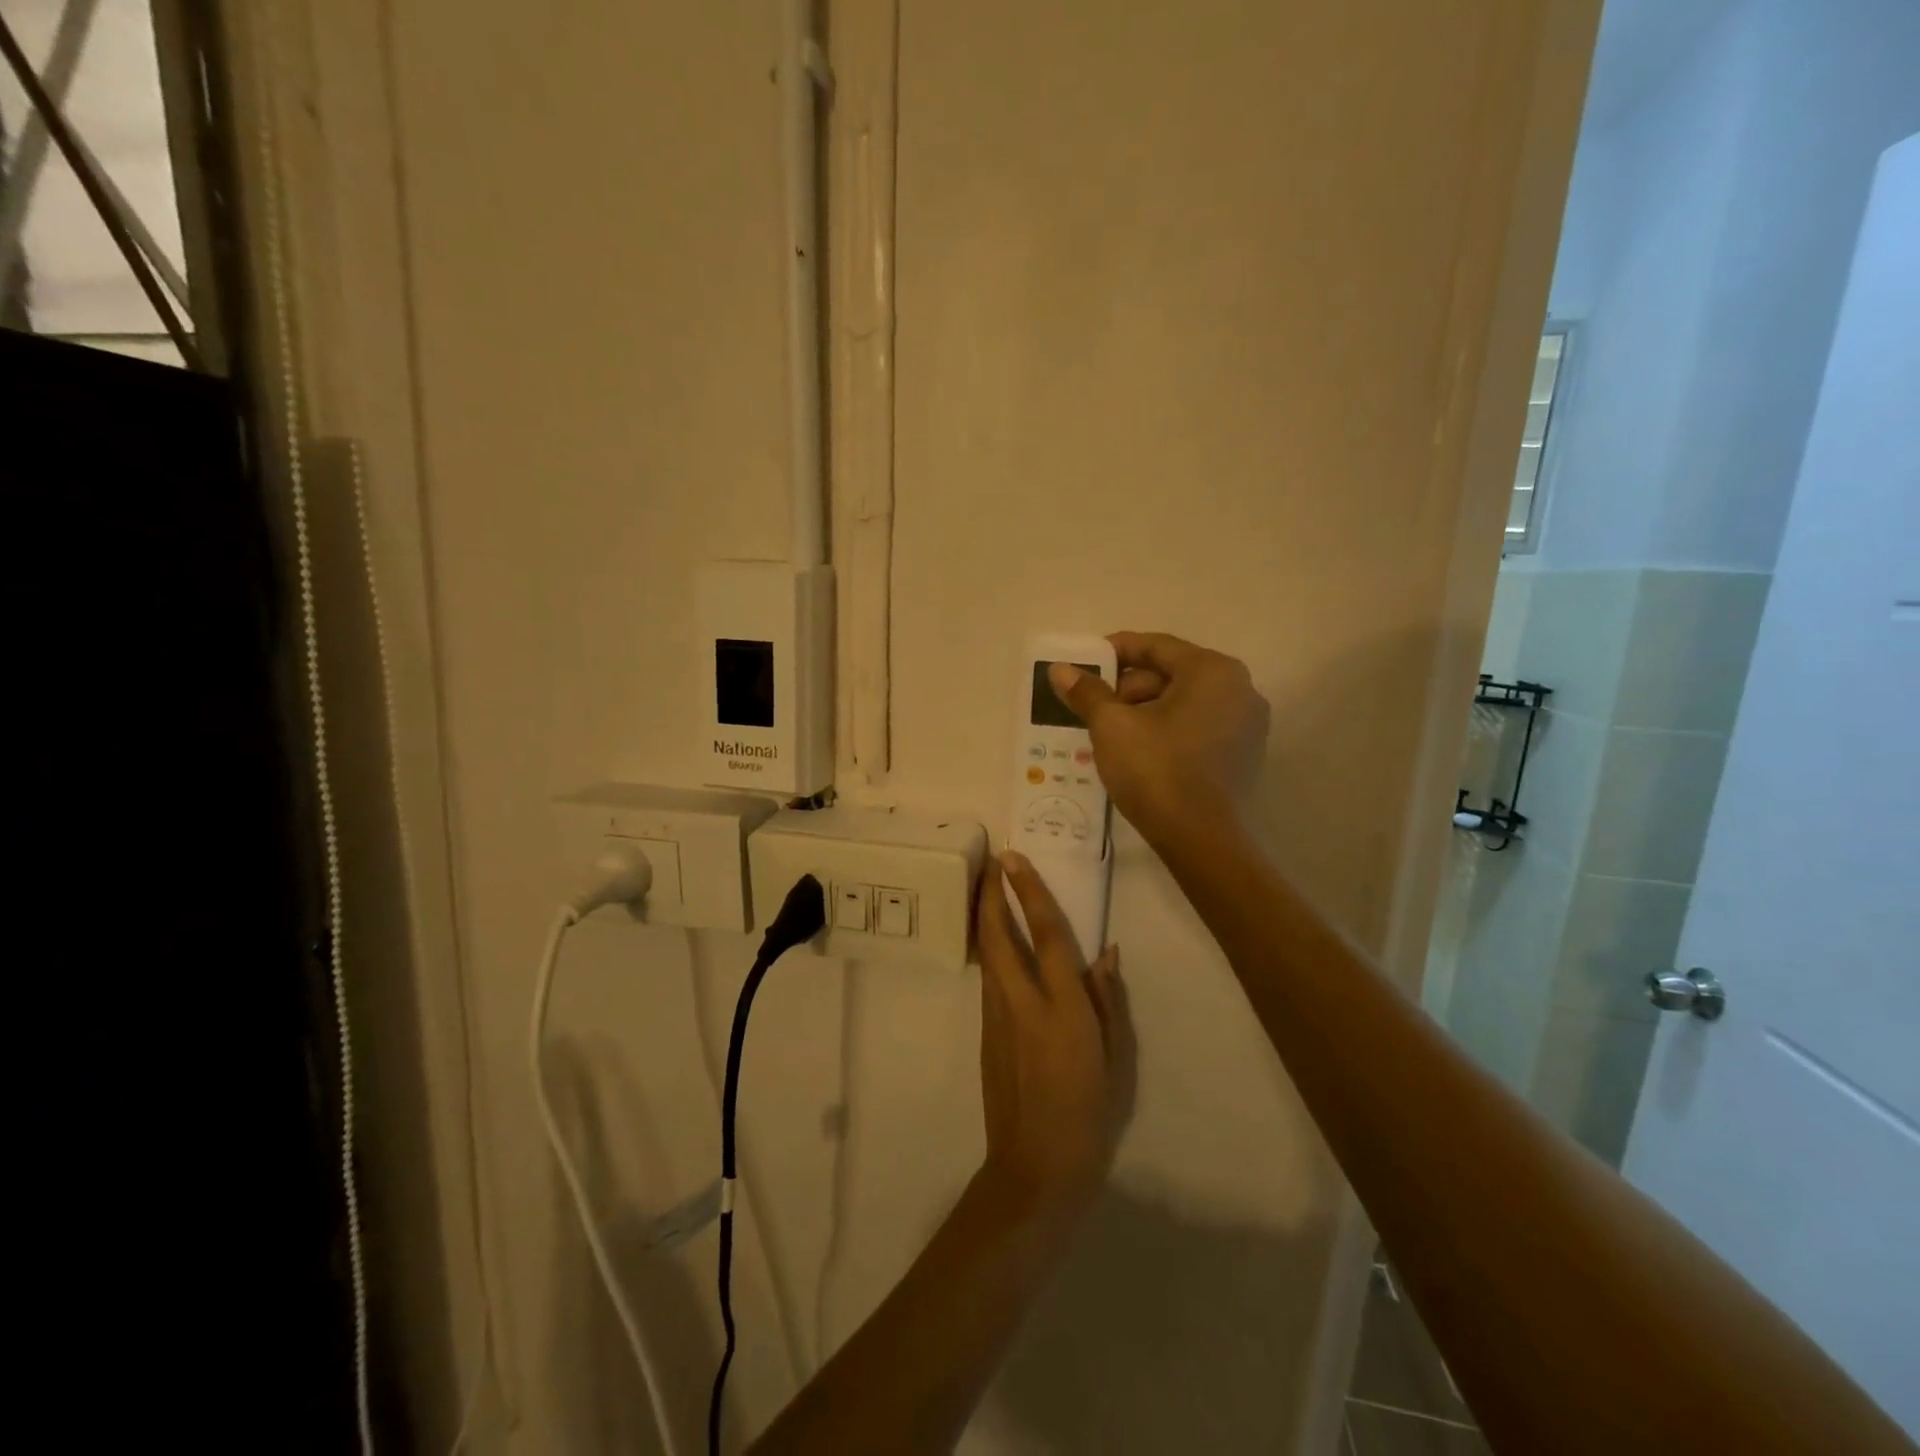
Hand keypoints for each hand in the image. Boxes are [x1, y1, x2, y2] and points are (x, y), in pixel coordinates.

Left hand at [976, 851, 1135, 1218]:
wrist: (1035, 1167)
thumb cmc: (1088, 1114)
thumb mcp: (1115, 1058)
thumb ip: (1107, 1001)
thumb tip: (1105, 953)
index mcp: (1063, 1010)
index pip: (1047, 936)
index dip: (1030, 893)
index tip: (1014, 860)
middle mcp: (1024, 1004)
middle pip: (999, 937)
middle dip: (990, 895)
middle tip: (990, 862)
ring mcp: (998, 1018)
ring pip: (987, 955)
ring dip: (985, 917)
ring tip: (987, 888)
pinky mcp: (985, 1032)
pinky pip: (988, 978)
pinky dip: (989, 949)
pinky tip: (994, 940)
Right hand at [1048, 631, 1268, 847]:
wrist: (1197, 837)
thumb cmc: (1155, 768)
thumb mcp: (1111, 725)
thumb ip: (1087, 692)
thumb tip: (1060, 670)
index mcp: (1212, 671)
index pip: (1156, 646)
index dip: (1115, 651)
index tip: (1084, 664)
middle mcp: (1240, 688)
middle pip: (1172, 673)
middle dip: (1128, 686)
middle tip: (1093, 705)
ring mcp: (1247, 724)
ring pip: (1184, 702)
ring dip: (1145, 709)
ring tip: (1109, 730)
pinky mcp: (1243, 754)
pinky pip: (1198, 726)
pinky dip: (1168, 729)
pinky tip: (1138, 749)